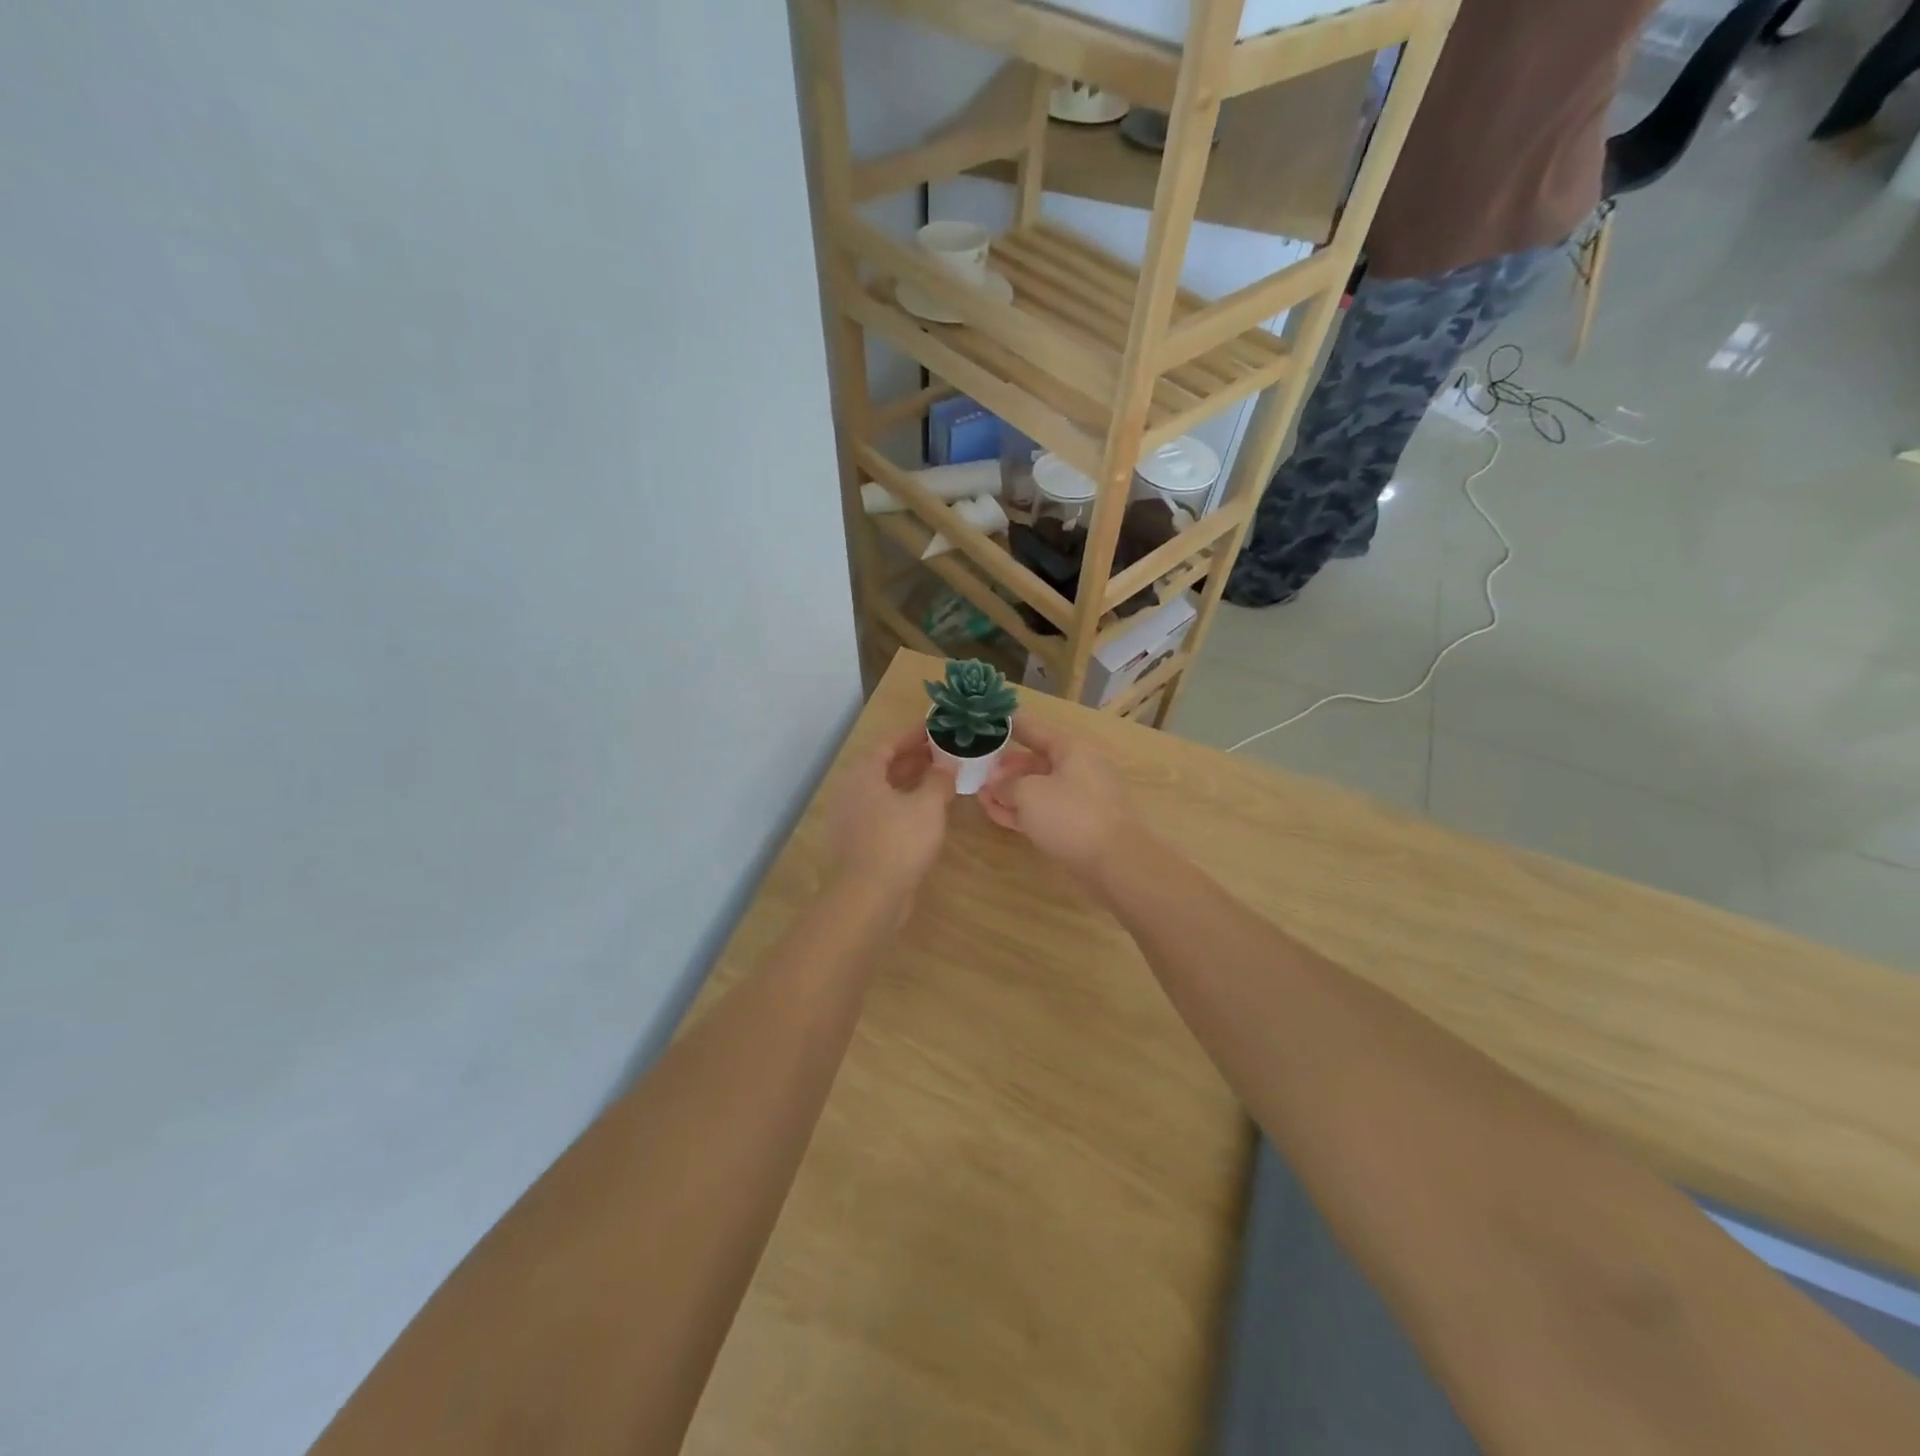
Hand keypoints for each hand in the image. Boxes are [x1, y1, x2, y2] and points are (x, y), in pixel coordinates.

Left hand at [828, 728, 956, 900]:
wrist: (869, 896)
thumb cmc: (898, 842)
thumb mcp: (928, 806)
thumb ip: (939, 781)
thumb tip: (947, 768)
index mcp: (863, 774)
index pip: (887, 743)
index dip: (912, 735)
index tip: (935, 729)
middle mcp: (851, 791)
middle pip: (883, 766)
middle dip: (913, 758)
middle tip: (942, 752)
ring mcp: (851, 818)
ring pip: (883, 791)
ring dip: (910, 782)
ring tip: (939, 778)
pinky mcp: (858, 842)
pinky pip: (882, 812)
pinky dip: (903, 804)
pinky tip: (926, 812)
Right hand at [979, 718, 1140, 889]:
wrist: (1115, 862)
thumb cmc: (1070, 815)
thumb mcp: (1028, 793)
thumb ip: (1006, 784)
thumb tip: (996, 784)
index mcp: (1071, 748)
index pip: (1033, 728)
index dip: (1007, 725)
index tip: (984, 724)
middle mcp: (1078, 767)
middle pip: (1035, 760)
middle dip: (1004, 768)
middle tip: (977, 773)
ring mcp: (1079, 797)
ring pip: (1038, 788)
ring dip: (1009, 791)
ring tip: (980, 796)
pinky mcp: (1078, 824)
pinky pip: (1044, 810)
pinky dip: (1022, 810)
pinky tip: (996, 814)